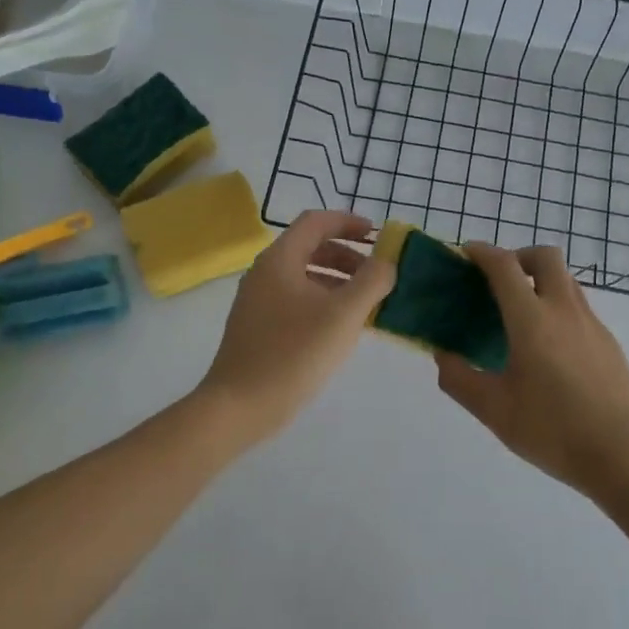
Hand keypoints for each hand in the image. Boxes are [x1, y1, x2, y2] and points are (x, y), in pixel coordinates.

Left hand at [197, 211, 394, 444]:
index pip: (316, 222)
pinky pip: (297, 300)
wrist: (240, 406)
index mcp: (280, 260)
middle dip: (347, 256)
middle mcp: (265, 273)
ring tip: (367, 304)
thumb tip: (388, 262)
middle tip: (377, 275)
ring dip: (338, 281)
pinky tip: (342, 328)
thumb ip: (372, 282)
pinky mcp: (259, 327)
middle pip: (310, 247)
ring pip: (304, 276)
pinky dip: (323, 302)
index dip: (348, 222)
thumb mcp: (343, 315)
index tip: (377, 236)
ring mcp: (258, 301)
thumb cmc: (293, 354)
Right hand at [436, 244, 628, 500]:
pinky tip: (548, 349)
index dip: (482, 252)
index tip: (466, 253)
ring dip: (541, 281)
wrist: (621, 455)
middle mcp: (565, 311)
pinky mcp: (609, 343)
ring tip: (521, 316)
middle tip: (499, 282)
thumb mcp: (493, 410)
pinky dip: (558, 308)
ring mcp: (592, 325)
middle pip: (546, 257)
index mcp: (532, 320)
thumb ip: (459, 378)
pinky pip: (579, 308)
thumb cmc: (551, 430)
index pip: (505, 266)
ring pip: (566, 281)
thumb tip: (443, 355)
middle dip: (519, 257)